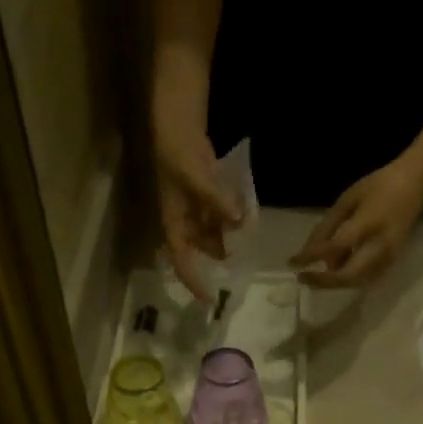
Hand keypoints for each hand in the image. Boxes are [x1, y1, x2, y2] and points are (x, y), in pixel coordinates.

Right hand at [155, 125, 241, 301]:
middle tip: (243, 262)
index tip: (210, 299)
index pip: (182, 261)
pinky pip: (221, 216)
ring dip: (230, 237)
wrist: (178, 124)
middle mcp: (185, 222)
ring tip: (248, 235)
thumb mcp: (196, 176)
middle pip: (203, 250)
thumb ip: (216, 199)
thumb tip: (237, 220)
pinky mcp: (207, 199)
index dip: (194, 282)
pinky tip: (246, 214)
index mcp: (174, 223)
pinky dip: (233, 218)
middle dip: (221, 257)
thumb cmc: (178, 151)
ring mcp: (196, 211)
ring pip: (214, 234)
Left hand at [290, 153, 422, 289]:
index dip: (312, 257)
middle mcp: (379, 246)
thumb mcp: (348, 198)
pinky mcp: (391, 263)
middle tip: (302, 278)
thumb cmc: (379, 186)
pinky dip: (346, 279)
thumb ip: (328, 226)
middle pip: (347, 276)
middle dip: (322, 281)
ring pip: (355, 282)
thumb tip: (309, 251)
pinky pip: (364, 279)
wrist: (416, 185)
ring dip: (333, 282)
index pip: (335, 247)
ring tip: (316, 273)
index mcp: (368, 223)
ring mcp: (388, 257)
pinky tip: (336, 269)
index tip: (293, 262)